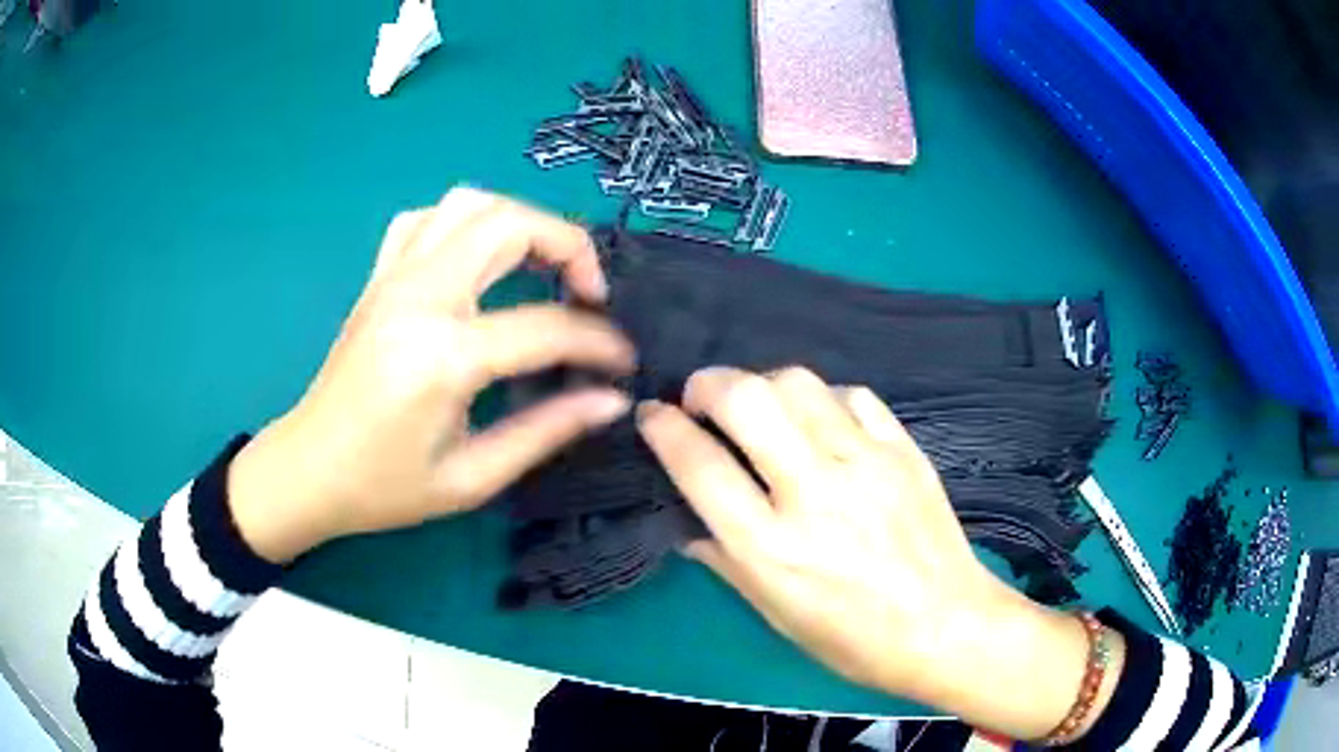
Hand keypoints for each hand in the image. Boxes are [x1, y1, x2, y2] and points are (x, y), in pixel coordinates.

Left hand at [228, 188, 635, 562]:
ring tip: (541, 267)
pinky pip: (427, 219)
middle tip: (589, 293)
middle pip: (510, 225)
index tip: (623, 363)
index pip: (545, 326)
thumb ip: (547, 431)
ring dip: (520, 223)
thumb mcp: (472, 478)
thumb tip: (611, 400)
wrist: (309, 470)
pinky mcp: (378, 277)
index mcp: (442, 355)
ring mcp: (393, 277)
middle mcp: (419, 297)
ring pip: (470, 204)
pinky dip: (466, 223)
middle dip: (569, 246)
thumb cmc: (385, 487)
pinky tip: (477, 259)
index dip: (599, 342)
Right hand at [637, 366, 1120, 739]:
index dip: (664, 428)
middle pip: (747, 400)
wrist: (945, 626)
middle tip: (701, 397)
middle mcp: (813, 493)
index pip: (700, 466)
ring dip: (765, 384)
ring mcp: (865, 464)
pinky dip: (824, 398)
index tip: (653, 414)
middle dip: (709, 384)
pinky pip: (854, 395)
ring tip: (761, 407)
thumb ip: (725, 562)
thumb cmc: (853, 639)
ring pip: (800, 383)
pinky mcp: (903, 450)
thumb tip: (689, 525)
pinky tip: (821, 421)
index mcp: (771, 547)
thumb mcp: (775, 614)